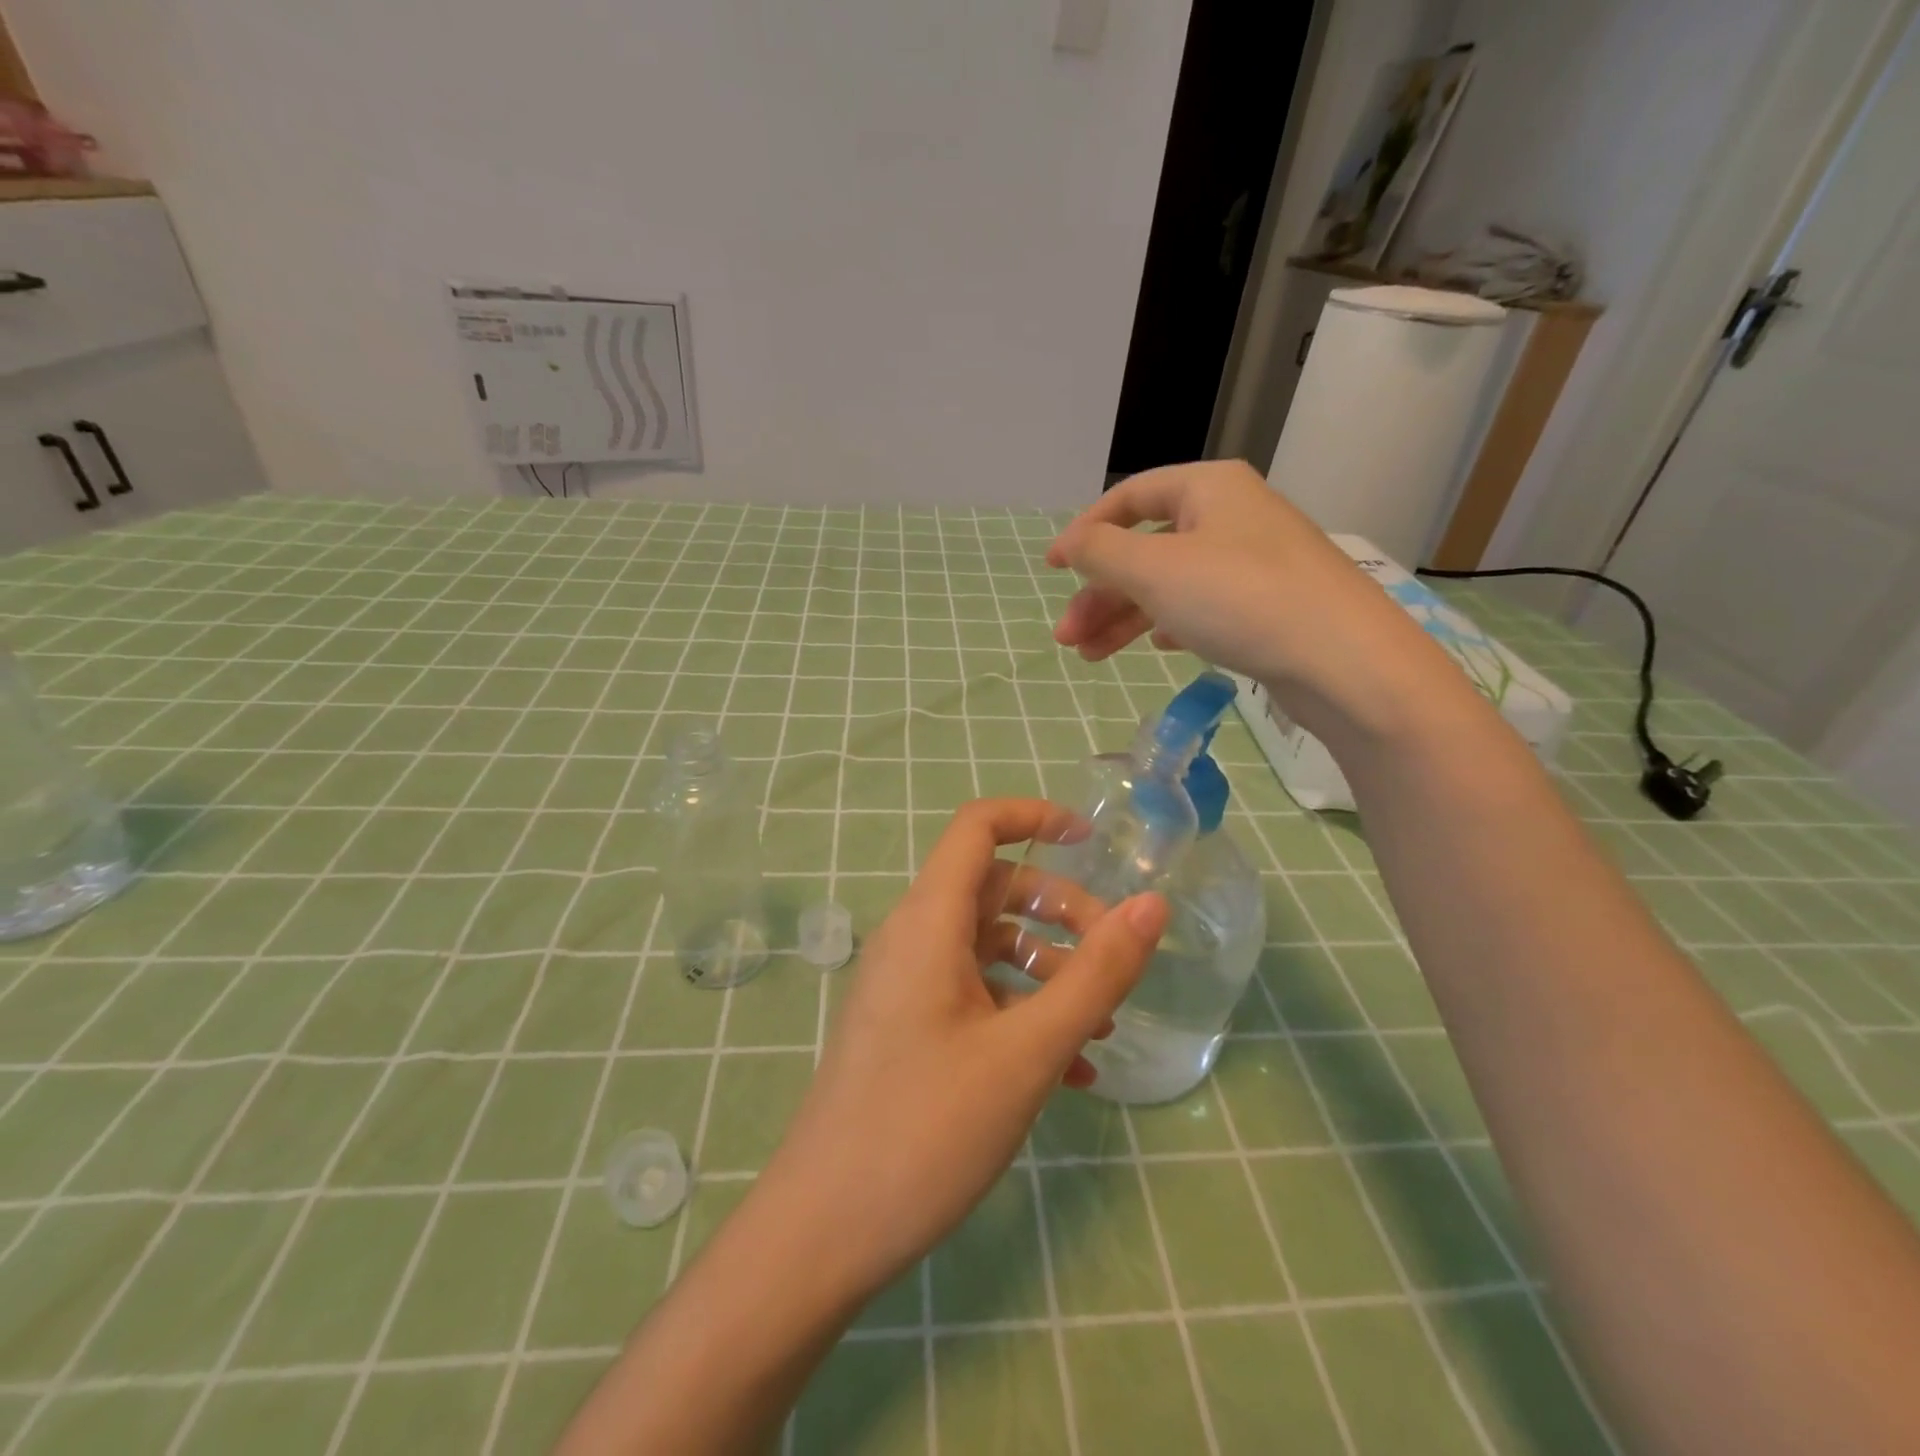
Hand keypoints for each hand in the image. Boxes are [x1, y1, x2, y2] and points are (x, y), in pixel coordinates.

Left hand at [756, 798, 1167, 1296]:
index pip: (977, 827)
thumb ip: (1095, 975)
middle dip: (1060, 910)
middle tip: (1115, 955)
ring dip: (1048, 968)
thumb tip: (1151, 907)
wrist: (823, 1232)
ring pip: (988, 946)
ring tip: (1100, 1024)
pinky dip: (1021, 1011)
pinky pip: (973, 995)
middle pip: (994, 889)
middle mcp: (912, 939)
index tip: (1092, 841)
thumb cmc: (925, 1129)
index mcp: (928, 921)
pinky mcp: (908, 1028)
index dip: (1034, 817)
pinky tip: (1068, 1070)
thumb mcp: (1027, 1051)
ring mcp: (906, 986)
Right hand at [1048, 459, 1466, 744]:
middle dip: (1100, 593)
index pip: (1129, 497)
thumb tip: (1071, 544)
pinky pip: (1202, 605)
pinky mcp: (1268, 604)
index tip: (1051, 569)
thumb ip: (1101, 552)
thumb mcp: (1155, 569)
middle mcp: (1232, 515)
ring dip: (1125, 617)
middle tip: (1067, 637)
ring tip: (1090, 656)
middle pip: (1146, 548)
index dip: (1084, 531)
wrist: (1344, 661)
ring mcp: (1253, 561)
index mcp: (1208, 488)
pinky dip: (1169, 623)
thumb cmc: (1241, 599)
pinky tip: (1157, 647)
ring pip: (1171, 583)